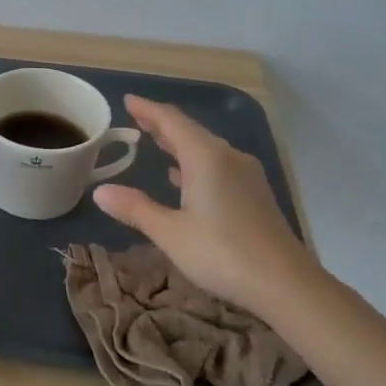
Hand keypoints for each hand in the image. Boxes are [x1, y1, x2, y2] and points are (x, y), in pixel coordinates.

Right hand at [92, 95, 317, 314]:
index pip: (172, 121)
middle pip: (191, 131)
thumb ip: (135, 208)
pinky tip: (183, 177)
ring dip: (179, 144)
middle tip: (136, 118)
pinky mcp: (254, 194)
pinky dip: (195, 163)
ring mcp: (245, 176)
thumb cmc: (222, 253)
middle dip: (162, 124)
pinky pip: (218, 165)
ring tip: (155, 142)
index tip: (127, 100)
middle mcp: (228, 157)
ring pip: (206, 149)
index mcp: (205, 157)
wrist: (286, 284)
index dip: (148, 109)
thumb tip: (100, 191)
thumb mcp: (170, 232)